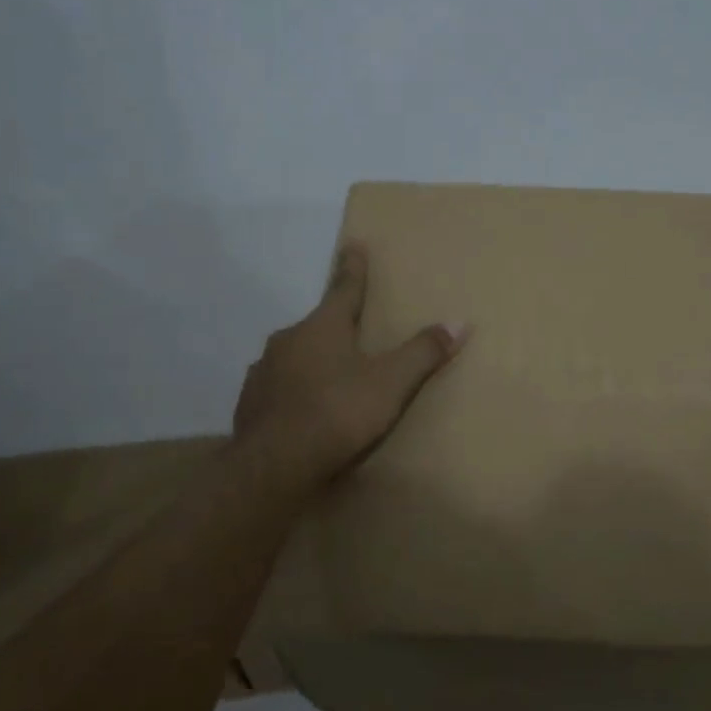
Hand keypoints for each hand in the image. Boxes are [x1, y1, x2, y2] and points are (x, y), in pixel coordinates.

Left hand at [233, 244, 467, 479]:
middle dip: (335, 325)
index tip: (353, 244)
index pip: (344, 288)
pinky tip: (302, 408)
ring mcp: (264, 370)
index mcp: (323, 327)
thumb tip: (460, 321)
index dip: (353, 268)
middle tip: (351, 331)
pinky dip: (293, 390)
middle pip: (318, 324)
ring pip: (294, 355)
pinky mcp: (250, 401)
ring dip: (312, 359)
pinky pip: (278, 386)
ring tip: (329, 377)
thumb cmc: (338, 414)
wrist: (273, 465)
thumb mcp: (391, 384)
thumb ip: (423, 353)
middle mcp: (289, 339)